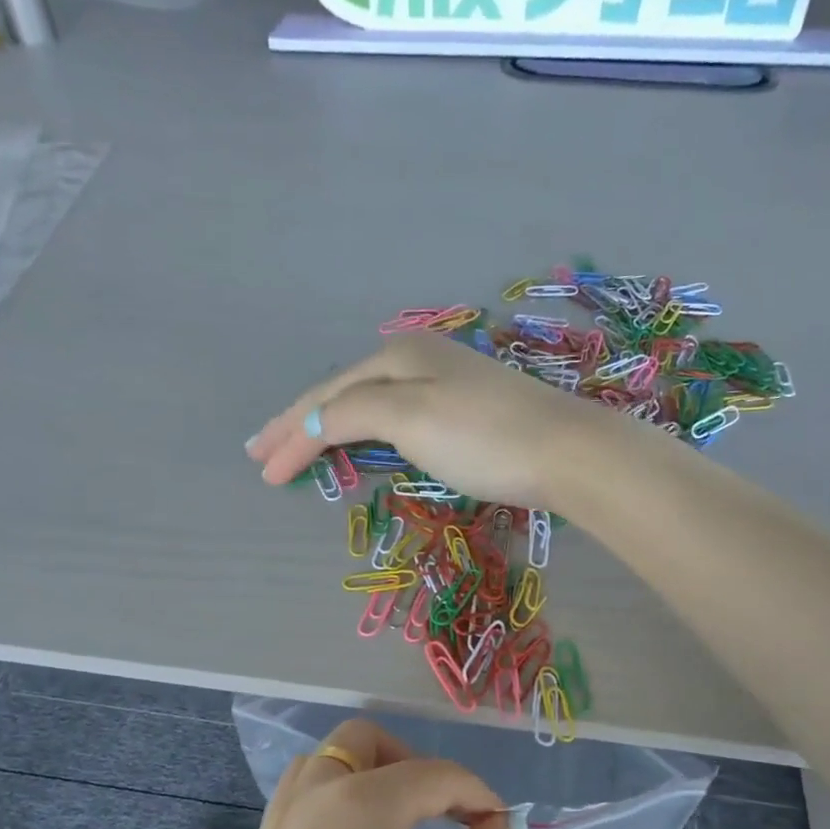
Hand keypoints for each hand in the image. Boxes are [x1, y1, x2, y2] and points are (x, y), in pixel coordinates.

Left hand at [169, 718, 514, 828]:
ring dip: (365, 779)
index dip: (478, 794)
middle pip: (362, 742)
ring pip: (321, 768)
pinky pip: (298, 809)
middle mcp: (308, 800)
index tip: (502, 828)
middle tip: (443, 815)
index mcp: (360, 802)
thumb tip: (492, 827)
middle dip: (412, 762)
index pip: (434, 773)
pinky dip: (334, 809)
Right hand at [246, 332, 616, 510]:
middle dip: (301, 423)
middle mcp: (418, 360)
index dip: (291, 433)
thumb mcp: (410, 418)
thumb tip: (313, 422)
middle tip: (262, 453)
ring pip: (370, 404)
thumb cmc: (483, 437)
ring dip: (330, 426)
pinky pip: (396, 417)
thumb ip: (354, 413)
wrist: (567, 452)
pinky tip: (363, 438)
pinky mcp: (467, 411)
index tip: (262, 472)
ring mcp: (446, 383)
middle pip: (344, 393)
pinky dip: (366, 431)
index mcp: (398, 357)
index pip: (328, 399)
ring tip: (299, 447)